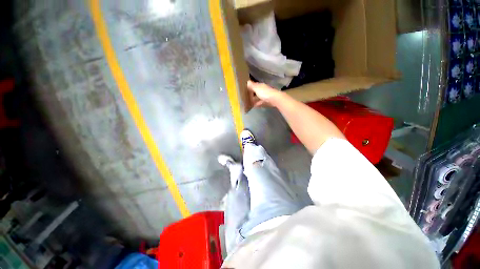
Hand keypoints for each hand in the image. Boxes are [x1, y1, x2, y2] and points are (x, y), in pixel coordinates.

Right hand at [247, 81, 283, 107]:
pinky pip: (261, 103)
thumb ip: (252, 85)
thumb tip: (247, 81)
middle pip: (257, 92)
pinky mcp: (268, 102)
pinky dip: (258, 104)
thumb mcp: (257, 88)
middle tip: (246, 99)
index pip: (254, 86)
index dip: (250, 88)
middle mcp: (264, 90)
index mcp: (261, 86)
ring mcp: (266, 97)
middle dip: (252, 95)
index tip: (245, 91)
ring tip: (249, 104)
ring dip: (254, 100)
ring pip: (259, 98)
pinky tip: (254, 106)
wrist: (275, 99)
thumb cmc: (265, 93)